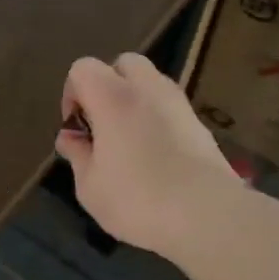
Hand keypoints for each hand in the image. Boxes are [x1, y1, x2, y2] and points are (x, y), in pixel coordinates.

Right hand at [56, 54, 240, 257]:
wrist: (207, 215)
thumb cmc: (137, 199)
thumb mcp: (90, 185)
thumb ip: (77, 154)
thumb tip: (70, 137)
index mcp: (112, 97)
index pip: (83, 68)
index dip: (72, 93)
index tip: (78, 128)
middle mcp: (147, 88)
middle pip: (123, 64)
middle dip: (108, 86)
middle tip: (103, 124)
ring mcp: (179, 103)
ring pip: (151, 83)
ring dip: (135, 101)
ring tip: (129, 141)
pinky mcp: (200, 123)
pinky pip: (170, 107)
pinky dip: (157, 118)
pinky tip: (156, 155)